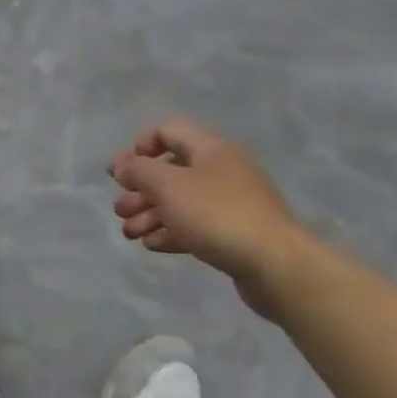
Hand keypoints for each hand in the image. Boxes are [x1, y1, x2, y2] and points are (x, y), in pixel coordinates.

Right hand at [109, 117, 309, 318]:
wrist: (276, 266)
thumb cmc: (217, 215)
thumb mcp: (168, 185)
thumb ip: (138, 170)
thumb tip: (122, 166)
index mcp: (210, 149)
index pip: (167, 131)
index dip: (138, 147)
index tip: (120, 172)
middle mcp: (222, 170)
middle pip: (171, 171)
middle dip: (139, 189)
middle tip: (120, 209)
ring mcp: (231, 203)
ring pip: (180, 201)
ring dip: (150, 214)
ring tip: (130, 233)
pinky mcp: (235, 233)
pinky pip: (195, 225)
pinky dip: (171, 231)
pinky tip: (152, 245)